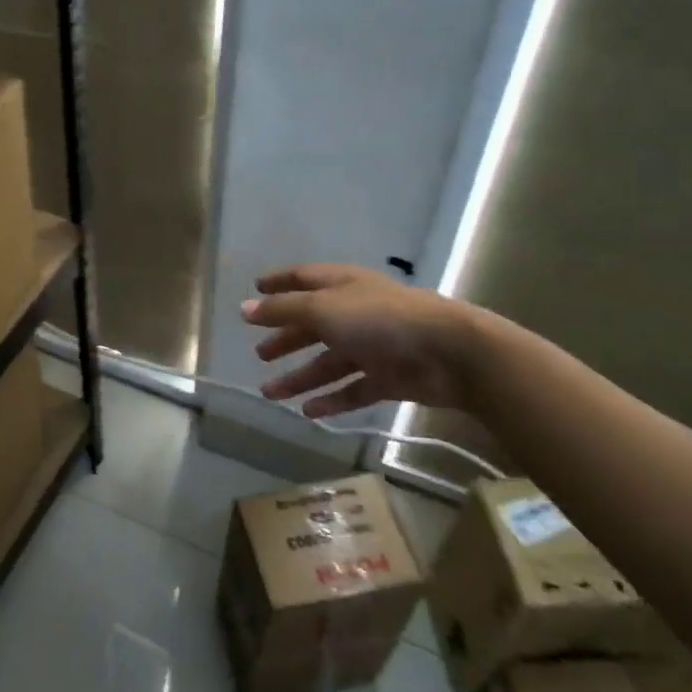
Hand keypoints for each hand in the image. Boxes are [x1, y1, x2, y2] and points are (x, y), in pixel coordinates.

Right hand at [241, 264, 482, 417]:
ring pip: (328, 362)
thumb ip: (282, 310)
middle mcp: (355, 312)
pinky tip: (308, 412)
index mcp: (342, 286)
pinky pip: (352, 389)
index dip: (279, 283)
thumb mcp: (322, 309)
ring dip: (299, 377)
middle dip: (286, 338)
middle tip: (259, 355)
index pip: (303, 278)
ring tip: (269, 393)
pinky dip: (330, 399)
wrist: (447, 352)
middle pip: (313, 324)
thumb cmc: (379, 319)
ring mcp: (373, 346)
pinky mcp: (388, 377)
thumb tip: (244, 308)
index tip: (255, 291)